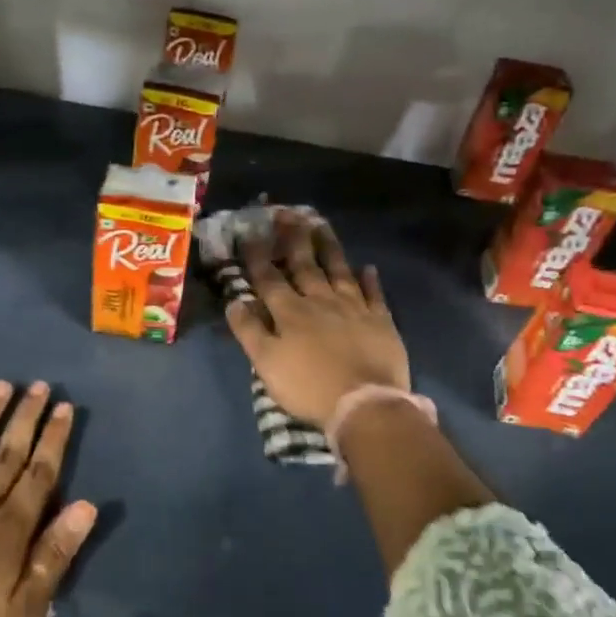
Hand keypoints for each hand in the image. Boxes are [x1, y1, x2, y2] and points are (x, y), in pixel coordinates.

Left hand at [0, 381, 95, 616]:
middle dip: (25, 417)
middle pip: (6, 453)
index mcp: (7, 533)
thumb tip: (85, 505)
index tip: (64, 408)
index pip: (38, 473)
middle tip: (39, 386)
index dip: (53, 438)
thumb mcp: (24, 616)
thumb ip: (53, 557)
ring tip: (1, 386)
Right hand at [225, 215, 409, 428]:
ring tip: (321, 224)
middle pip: (304, 264)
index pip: (269, 278)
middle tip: (287, 212)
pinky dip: (370, 279)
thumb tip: (234, 301)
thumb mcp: (266, 364)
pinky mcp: (380, 321)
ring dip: (329, 247)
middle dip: (292, 238)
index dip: (258, 255)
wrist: (365, 404)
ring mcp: (354, 308)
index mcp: (290, 312)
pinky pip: (375, 294)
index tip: (250, 230)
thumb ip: (249, 331)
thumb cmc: (308, 387)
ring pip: (339, 270)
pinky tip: (368, 266)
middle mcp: (320, 301)